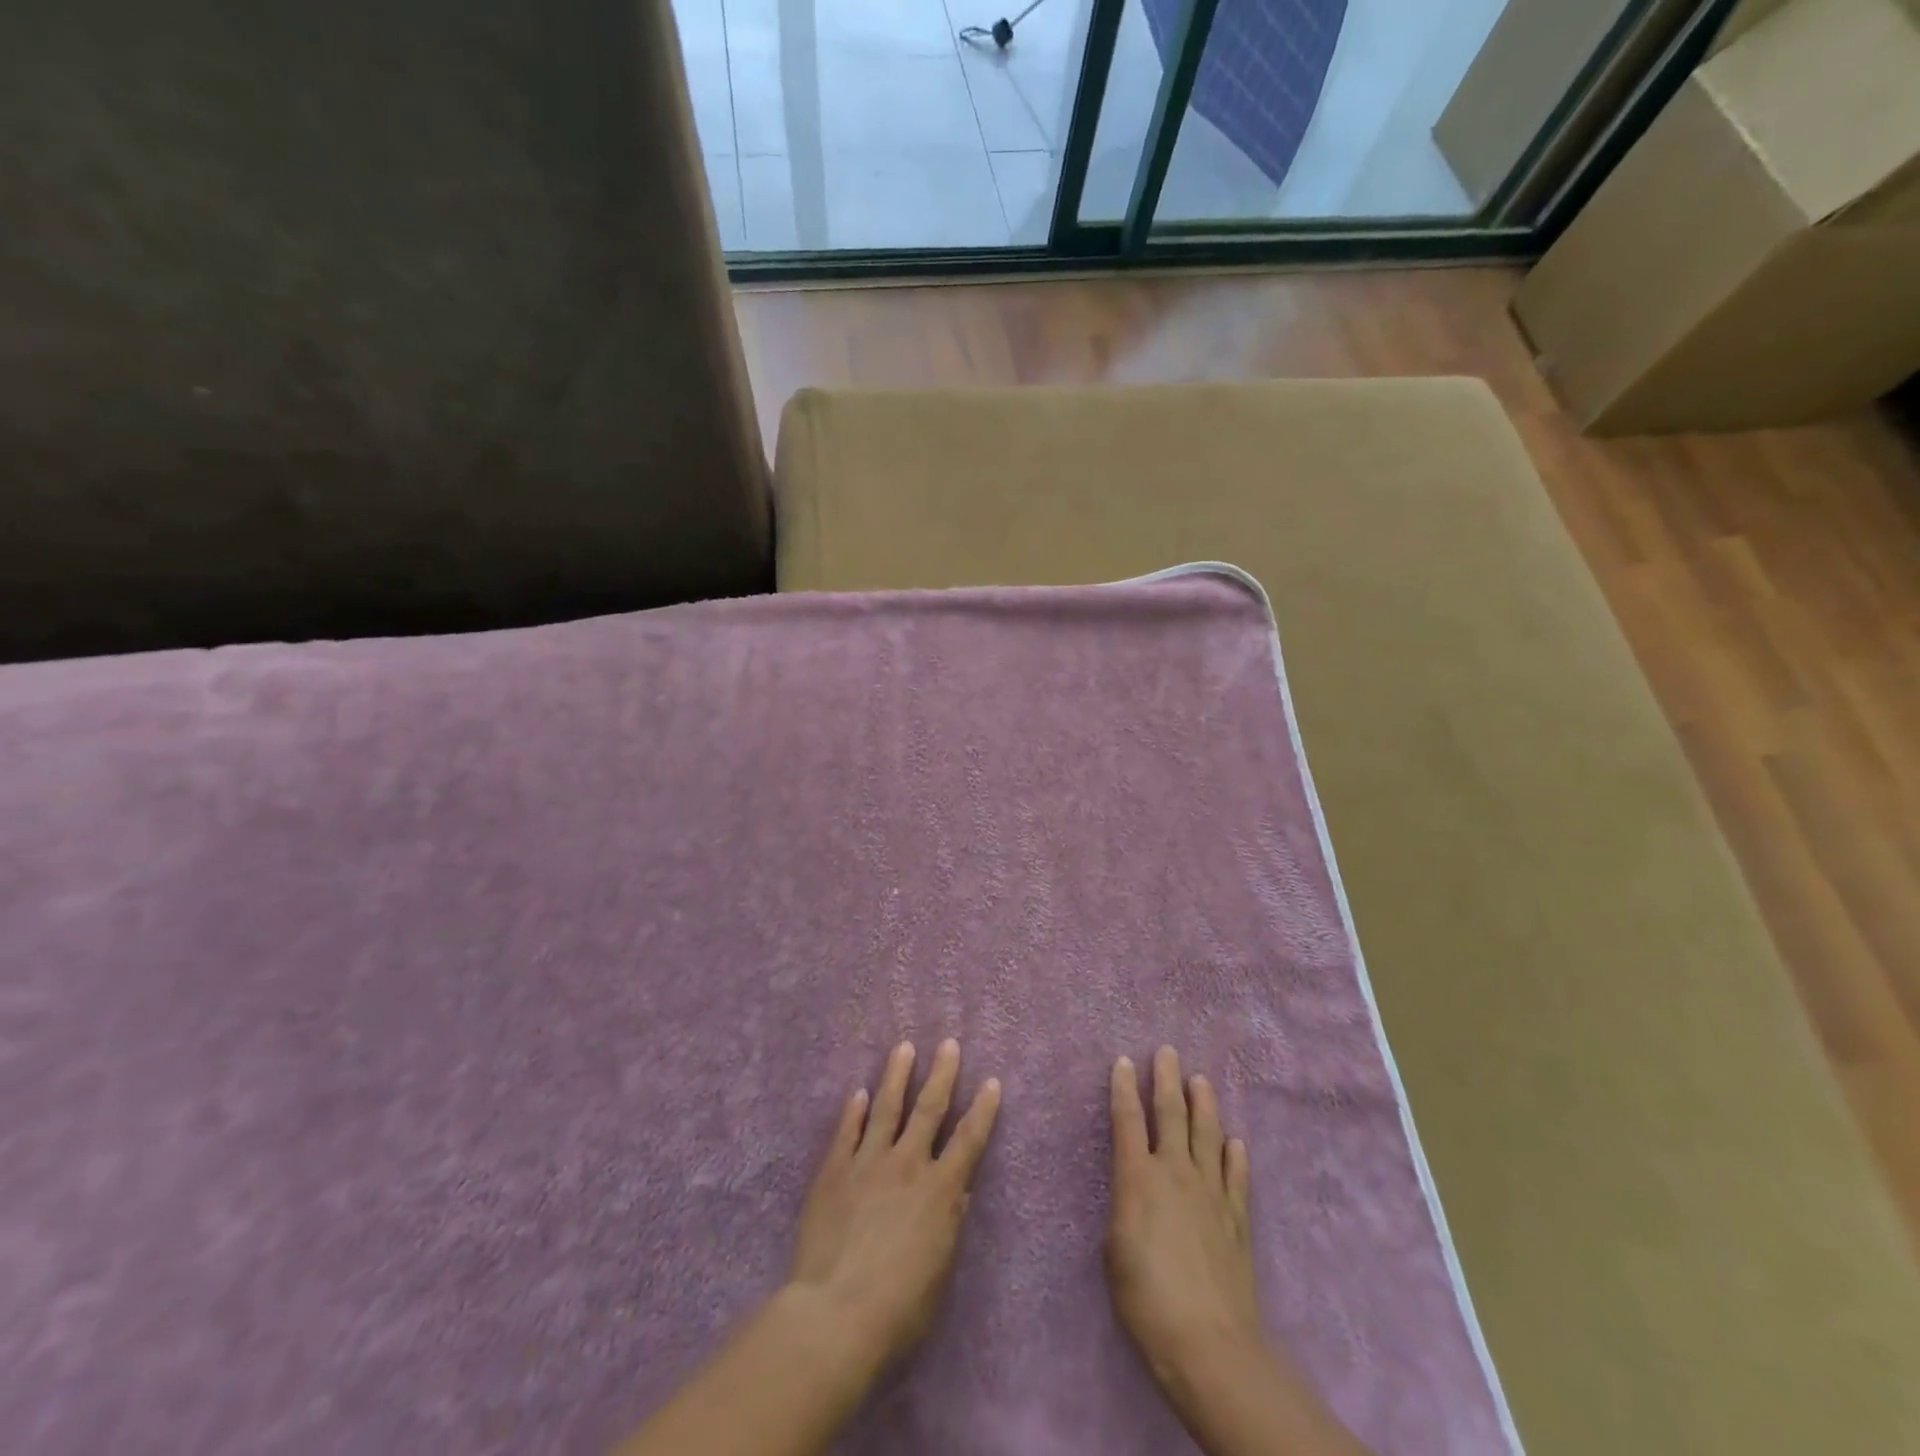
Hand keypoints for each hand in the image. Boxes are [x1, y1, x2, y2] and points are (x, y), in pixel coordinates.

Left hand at [787, 1039, 1001, 1371]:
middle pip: (929, 1109)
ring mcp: (868, 1162)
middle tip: (948, 1043)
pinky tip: (857, 1091)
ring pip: (886, 1108)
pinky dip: (853, 1110)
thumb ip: (949, 1226)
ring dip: (896, 1076)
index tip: (991, 1081)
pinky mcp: (834, 1170)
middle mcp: (907, 1164)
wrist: (835, 1313)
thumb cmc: (898, 1308)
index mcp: (940, 1190)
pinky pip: (846, 1132)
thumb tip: (959, 1192)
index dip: (982, 1109)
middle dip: (942, 1074)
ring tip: (903, 1047)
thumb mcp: (938, 1272)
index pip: (969, 1139)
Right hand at [1106, 1046, 1261, 1388]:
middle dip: (1166, 1079)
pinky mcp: (1236, 1217)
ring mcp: (1210, 1192)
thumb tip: (1135, 1192)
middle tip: (1168, 1051)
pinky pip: (1235, 1175)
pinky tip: (1234, 1141)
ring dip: (1203, 1104)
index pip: (1127, 1120)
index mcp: (1138, 1177)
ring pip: (1206, 1134)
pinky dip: (1234, 1155)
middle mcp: (1175, 1172)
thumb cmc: (1145, 1297)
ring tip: (1200, 1080)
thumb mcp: (1114, 1249)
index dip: (1123, 1088)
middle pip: (1171, 1113)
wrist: (1206, 1341)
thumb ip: (1125, 1208)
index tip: (1123, 1061)